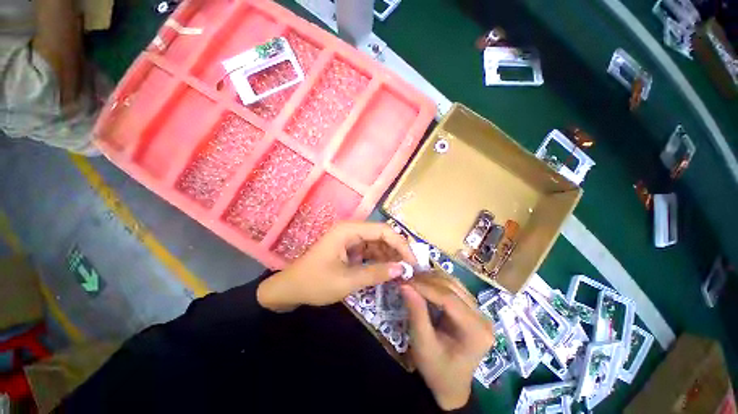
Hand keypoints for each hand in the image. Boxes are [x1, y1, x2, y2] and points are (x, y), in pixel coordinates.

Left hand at [257, 221, 415, 311]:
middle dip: (397, 250)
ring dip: (389, 255)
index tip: (413, 262)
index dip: (401, 244)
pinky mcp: (349, 248)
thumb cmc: (316, 283)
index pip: (383, 231)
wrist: (291, 289)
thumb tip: (402, 269)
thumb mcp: (347, 280)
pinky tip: (389, 269)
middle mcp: (351, 230)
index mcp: (349, 230)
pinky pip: (369, 250)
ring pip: (377, 243)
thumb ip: (376, 273)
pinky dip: (380, 259)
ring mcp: (350, 239)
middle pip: (381, 235)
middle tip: (411, 267)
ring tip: (403, 270)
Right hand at [400, 277, 494, 410]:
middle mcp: (483, 317)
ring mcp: (479, 311)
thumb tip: (404, 285)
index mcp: (476, 331)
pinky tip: (423, 284)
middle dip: (427, 281)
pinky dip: (436, 283)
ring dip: (431, 279)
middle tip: (406, 279)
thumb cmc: (437, 370)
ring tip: (413, 280)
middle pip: (453, 288)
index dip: (425, 287)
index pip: (449, 299)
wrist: (450, 385)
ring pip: (453, 284)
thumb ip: (416, 312)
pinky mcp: (472, 309)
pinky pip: (453, 288)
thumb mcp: (423, 344)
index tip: (405, 282)